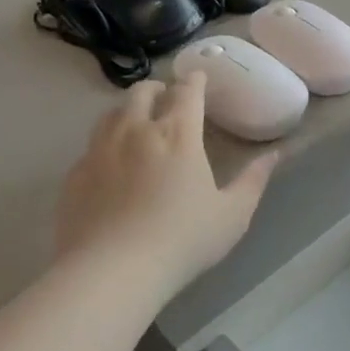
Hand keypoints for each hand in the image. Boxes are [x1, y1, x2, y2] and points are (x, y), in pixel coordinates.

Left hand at [55, 74, 277, 300]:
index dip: (195, 80)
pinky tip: (110, 166)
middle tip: (167, 100)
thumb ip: (254, 180)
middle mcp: (135, 130)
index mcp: (177, 133)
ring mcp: (99, 150)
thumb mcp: (232, 215)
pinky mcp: (75, 174)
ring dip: (128, 111)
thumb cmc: (182, 240)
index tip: (199, 78)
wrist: (110, 272)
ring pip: (112, 113)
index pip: (186, 91)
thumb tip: (275, 154)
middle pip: (143, 92)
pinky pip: (91, 147)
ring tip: (137, 125)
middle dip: (158, 89)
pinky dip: (105, 145)